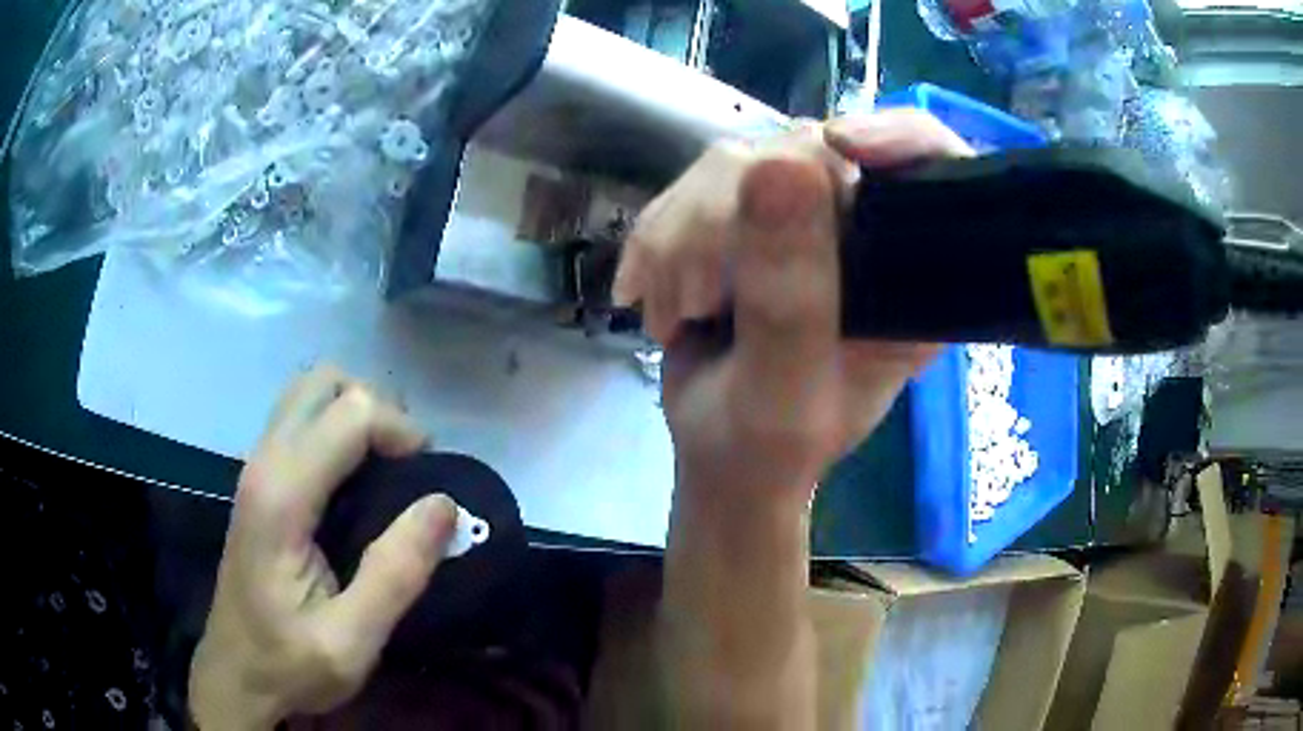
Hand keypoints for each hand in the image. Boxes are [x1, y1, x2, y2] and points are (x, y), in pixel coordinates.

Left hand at [190, 366, 457, 729]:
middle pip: (323, 383)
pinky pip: (300, 421)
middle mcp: (262, 464)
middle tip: (408, 467)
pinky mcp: (258, 481)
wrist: (235, 674)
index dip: (400, 431)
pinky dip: (337, 428)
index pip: (349, 415)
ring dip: (356, 414)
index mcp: (281, 497)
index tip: (431, 480)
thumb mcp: (352, 641)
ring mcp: (255, 468)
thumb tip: (444, 504)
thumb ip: (395, 573)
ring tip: (387, 468)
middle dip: (376, 409)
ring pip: (308, 394)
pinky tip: (356, 479)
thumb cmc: (290, 664)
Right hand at [614, 109, 972, 500]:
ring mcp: (810, 216)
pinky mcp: (754, 213)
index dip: (902, 139)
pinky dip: (658, 236)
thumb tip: (778, 166)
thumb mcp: (782, 393)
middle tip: (700, 299)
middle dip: (732, 217)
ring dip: (682, 236)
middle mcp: (872, 234)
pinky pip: (699, 182)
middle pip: (815, 152)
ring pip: (742, 161)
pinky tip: (648, 291)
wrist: (719, 451)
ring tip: (676, 314)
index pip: (940, 172)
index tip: (840, 148)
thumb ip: (789, 298)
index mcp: (916, 280)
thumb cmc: (765, 446)